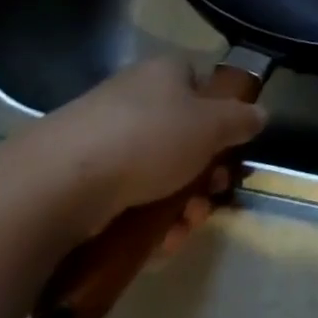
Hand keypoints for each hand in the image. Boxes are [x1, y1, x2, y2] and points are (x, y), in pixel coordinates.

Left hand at [19, 57, 266, 253]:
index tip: (231, 154)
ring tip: (182, 230)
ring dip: (180, 204)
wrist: (57, 185)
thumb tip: (261, 114)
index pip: (203, 87)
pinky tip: (156, 244)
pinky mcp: (79, 179)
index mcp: (164, 74)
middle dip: (204, 174)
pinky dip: (146, 220)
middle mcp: (134, 99)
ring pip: (157, 173)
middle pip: (184, 136)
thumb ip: (242, 120)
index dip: (223, 120)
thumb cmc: (148, 139)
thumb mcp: (212, 126)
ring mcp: (103, 138)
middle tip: (211, 199)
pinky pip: (126, 198)